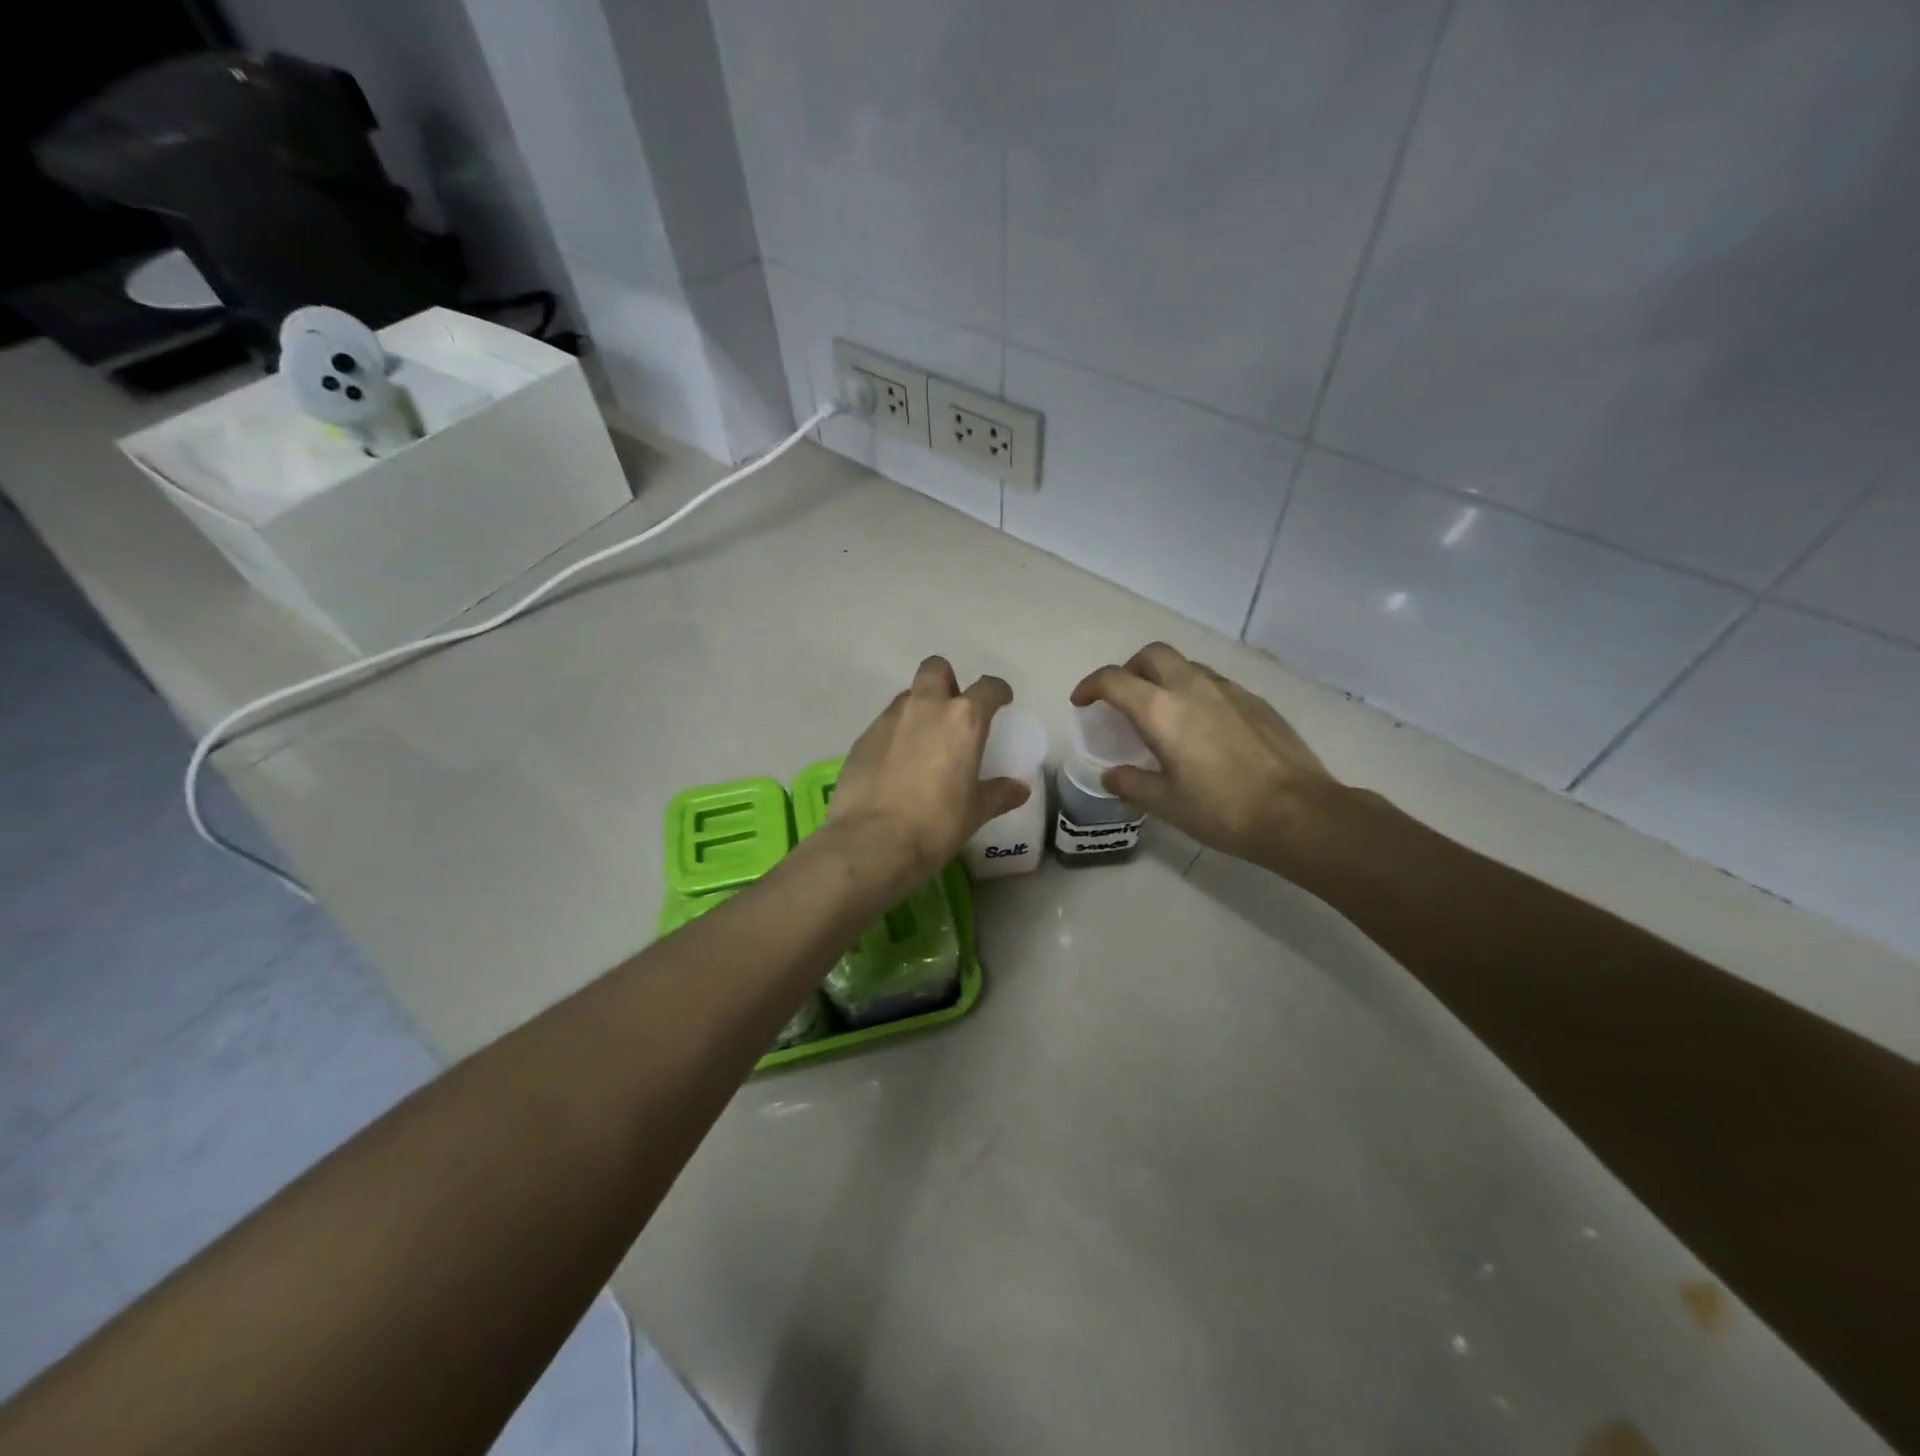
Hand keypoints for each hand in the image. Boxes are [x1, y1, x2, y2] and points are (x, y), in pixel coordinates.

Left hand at [829, 657, 1030, 885]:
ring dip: (919, 708)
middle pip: (936, 669)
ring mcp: (889, 719)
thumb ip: (999, 793)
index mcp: (963, 719)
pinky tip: (896, 765)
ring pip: (907, 696)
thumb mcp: (975, 812)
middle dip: (948, 681)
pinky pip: (885, 724)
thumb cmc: (937, 824)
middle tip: (954, 711)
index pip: (987, 687)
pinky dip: (895, 735)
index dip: (998, 691)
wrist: (873, 841)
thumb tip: (1019, 789)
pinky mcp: (862, 738)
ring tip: (923, 742)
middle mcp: (925, 707)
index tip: (1001, 701)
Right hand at [1071, 642, 1345, 870]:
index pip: (1113, 679)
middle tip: (1122, 698)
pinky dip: (1195, 692)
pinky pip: (1214, 683)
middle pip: (1152, 655)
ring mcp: (1228, 690)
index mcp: (1161, 710)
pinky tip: (1203, 726)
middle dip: (1129, 669)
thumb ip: (1131, 784)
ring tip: (1162, 712)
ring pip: (1186, 665)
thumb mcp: (1166, 804)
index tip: (1082, 702)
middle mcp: (1192, 687)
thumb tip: (1111, 775)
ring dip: (1164, 678)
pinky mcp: (1256, 701)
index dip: (1090, 686)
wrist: (1298, 813)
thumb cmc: (1222, 809)